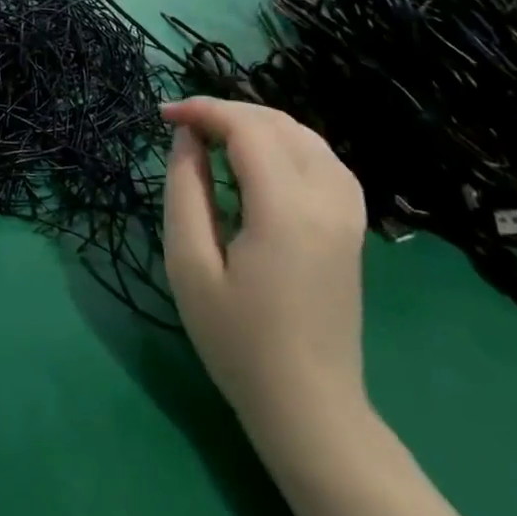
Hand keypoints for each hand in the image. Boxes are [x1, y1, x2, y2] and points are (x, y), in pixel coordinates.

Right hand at [161, 98, 368, 434]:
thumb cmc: (237, 340)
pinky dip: (286, 142)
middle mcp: (327, 199)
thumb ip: (185, 189)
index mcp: (286, 209)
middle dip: (225, 111)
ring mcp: (348, 212)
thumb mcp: (189, 263)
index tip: (163, 115)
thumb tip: (187, 137)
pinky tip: (259, 160)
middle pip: (277, 123)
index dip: (203, 109)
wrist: (309, 406)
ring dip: (256, 123)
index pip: (247, 128)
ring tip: (212, 138)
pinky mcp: (352, 225)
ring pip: (304, 134)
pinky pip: (322, 159)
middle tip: (181, 126)